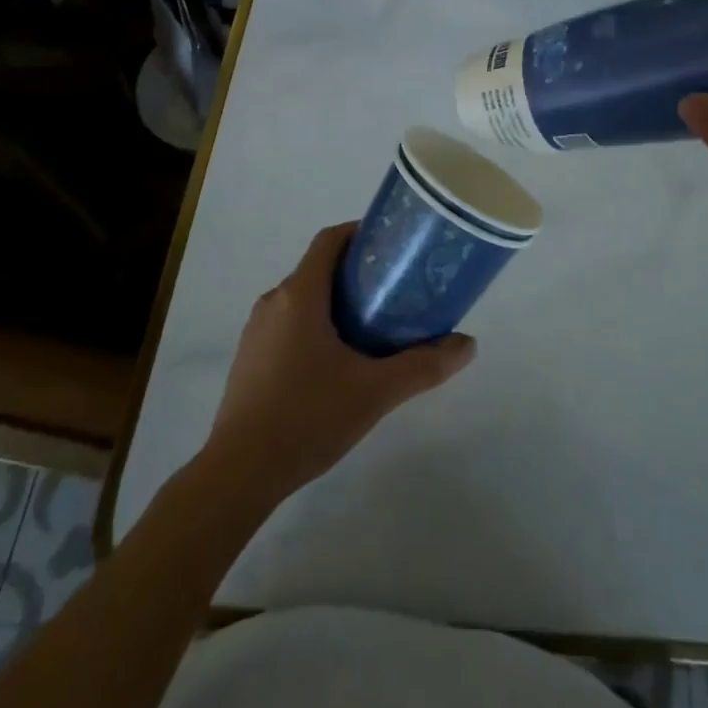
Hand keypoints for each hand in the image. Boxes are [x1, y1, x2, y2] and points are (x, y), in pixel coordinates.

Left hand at [204, 223, 476, 501]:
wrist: (238, 474)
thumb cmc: (307, 417)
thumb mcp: (375, 392)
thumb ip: (424, 366)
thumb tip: (468, 344)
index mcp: (300, 294)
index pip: (330, 240)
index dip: (360, 233)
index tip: (392, 245)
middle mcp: (274, 301)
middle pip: (319, 268)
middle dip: (357, 273)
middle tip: (395, 290)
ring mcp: (257, 331)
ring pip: (304, 298)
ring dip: (337, 302)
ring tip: (374, 325)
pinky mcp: (250, 359)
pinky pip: (289, 324)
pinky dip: (317, 325)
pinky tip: (338, 362)